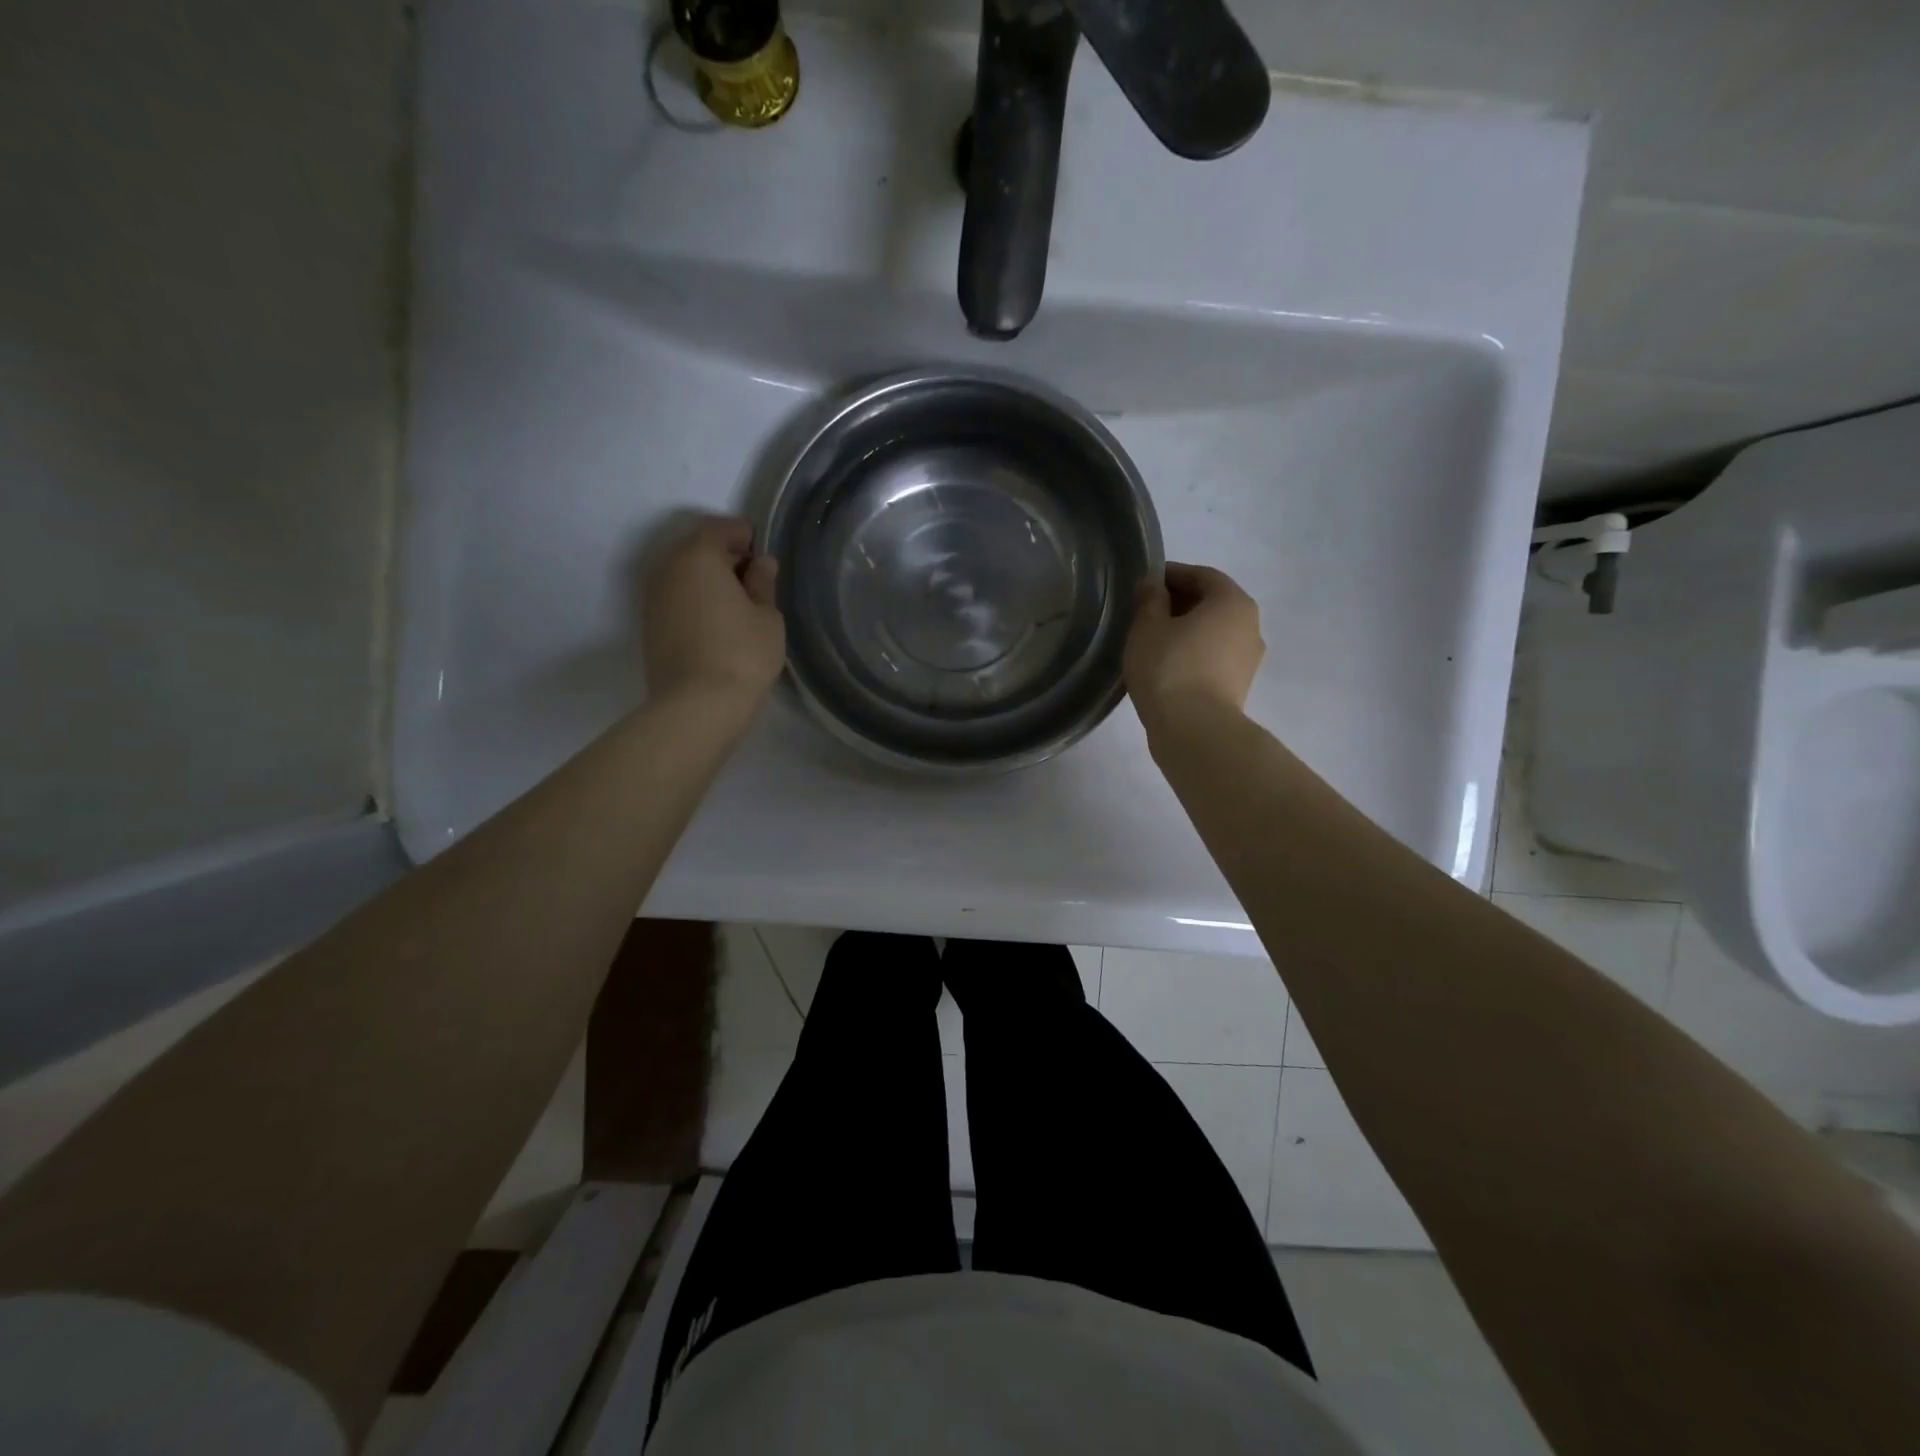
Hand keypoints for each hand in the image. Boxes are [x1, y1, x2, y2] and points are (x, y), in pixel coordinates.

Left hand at [643, 515, 784, 707]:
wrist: (697, 705)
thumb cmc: (742, 653)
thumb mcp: (767, 616)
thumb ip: (763, 583)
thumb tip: (760, 563)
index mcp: (698, 556)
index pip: (718, 528)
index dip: (743, 535)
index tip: (762, 552)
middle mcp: (667, 569)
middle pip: (696, 548)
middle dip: (724, 556)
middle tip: (753, 578)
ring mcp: (653, 598)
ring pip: (683, 574)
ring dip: (707, 579)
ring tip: (737, 603)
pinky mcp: (650, 625)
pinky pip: (676, 597)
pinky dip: (695, 599)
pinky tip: (717, 622)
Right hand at [1124, 562, 1264, 734]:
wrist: (1194, 731)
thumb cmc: (1169, 668)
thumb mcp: (1147, 627)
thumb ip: (1149, 599)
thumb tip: (1152, 585)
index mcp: (1233, 602)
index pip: (1202, 575)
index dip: (1171, 575)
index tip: (1144, 584)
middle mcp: (1250, 625)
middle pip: (1212, 603)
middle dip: (1179, 602)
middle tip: (1145, 612)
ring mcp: (1248, 659)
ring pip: (1213, 632)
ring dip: (1186, 630)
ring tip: (1153, 641)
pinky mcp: (1238, 686)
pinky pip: (1213, 658)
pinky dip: (1192, 653)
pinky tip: (1166, 665)